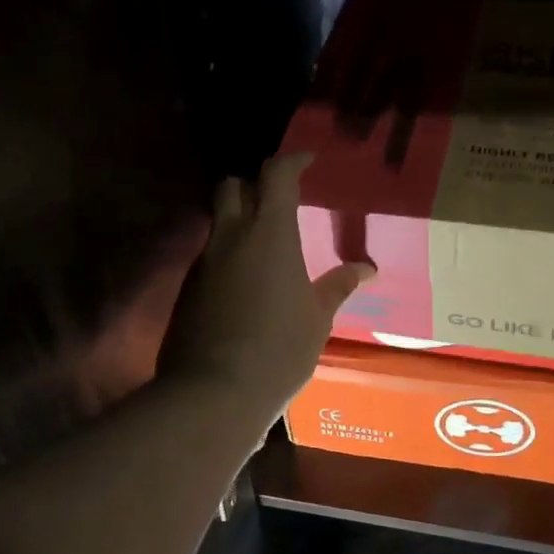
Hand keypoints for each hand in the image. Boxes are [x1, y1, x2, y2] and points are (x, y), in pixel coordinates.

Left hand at [158, 154, 373, 429]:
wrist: (214, 392)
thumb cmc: (279, 350)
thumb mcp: (317, 318)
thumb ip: (338, 286)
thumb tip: (366, 268)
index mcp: (269, 234)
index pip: (276, 175)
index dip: (292, 160)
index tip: (308, 160)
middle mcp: (231, 237)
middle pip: (232, 186)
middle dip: (253, 184)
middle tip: (278, 202)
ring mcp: (204, 263)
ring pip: (218, 223)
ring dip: (238, 222)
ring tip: (265, 248)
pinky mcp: (187, 289)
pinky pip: (209, 258)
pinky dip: (227, 257)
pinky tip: (245, 285)